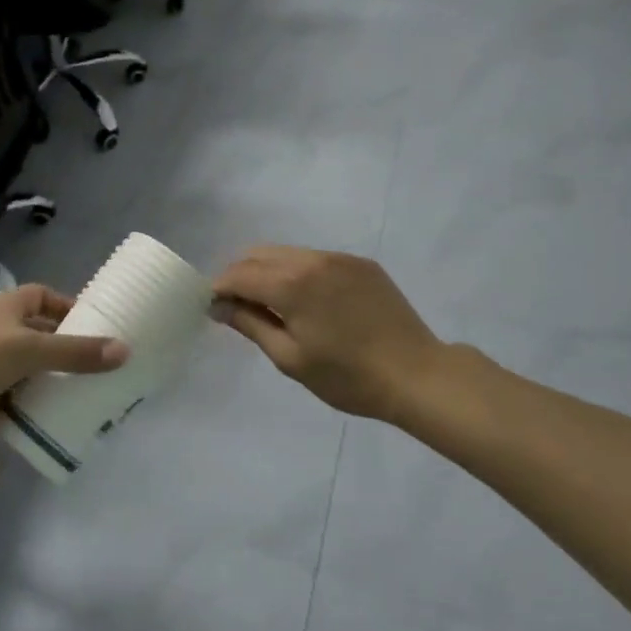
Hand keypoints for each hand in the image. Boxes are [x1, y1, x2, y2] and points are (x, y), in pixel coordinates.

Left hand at [0, 285, 129, 448]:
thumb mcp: (29, 350)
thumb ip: (76, 352)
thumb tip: (125, 350)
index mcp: (6, 308)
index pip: (44, 297)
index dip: (68, 307)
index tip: (98, 326)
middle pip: (42, 337)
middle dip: (69, 351)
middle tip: (106, 367)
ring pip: (33, 373)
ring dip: (56, 384)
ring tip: (95, 397)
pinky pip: (21, 404)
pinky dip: (39, 411)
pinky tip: (66, 422)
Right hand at [212, 246, 447, 419]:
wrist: (416, 374)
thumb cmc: (348, 377)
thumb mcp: (290, 358)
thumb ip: (251, 324)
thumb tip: (218, 305)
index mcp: (291, 283)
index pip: (239, 274)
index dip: (219, 288)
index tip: (213, 307)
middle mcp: (312, 259)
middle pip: (259, 254)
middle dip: (241, 275)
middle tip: (239, 307)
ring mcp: (339, 258)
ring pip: (287, 253)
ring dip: (270, 271)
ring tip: (273, 304)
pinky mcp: (361, 263)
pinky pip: (316, 259)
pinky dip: (299, 273)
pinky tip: (309, 301)